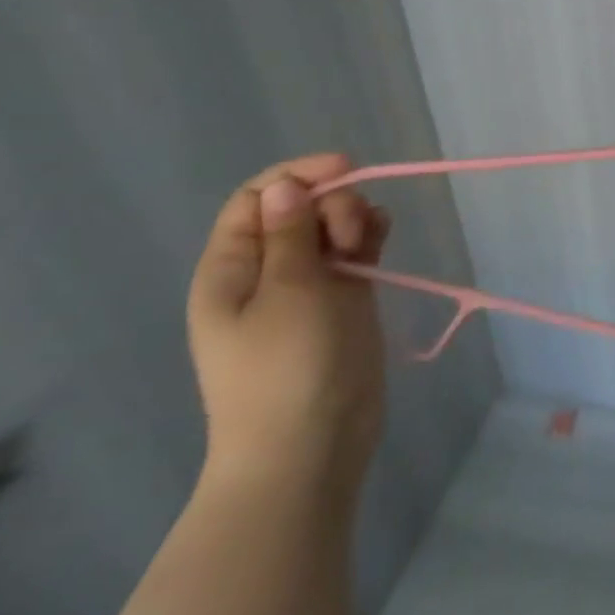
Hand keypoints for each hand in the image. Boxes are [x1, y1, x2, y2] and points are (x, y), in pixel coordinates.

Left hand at [187, 154, 389, 499]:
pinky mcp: (343, 301)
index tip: (346, 169)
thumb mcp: (287, 294)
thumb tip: (285, 186)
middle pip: (300, 208)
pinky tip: (382, 238)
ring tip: (370, 242)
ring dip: (355, 219)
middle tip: (353, 233)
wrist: (311, 445)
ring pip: (331, 228)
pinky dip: (369, 238)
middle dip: (334, 203)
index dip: (298, 175)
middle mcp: (267, 271)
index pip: (257, 199)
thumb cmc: (287, 368)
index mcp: (232, 269)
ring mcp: (307, 287)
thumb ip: (290, 235)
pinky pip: (355, 253)